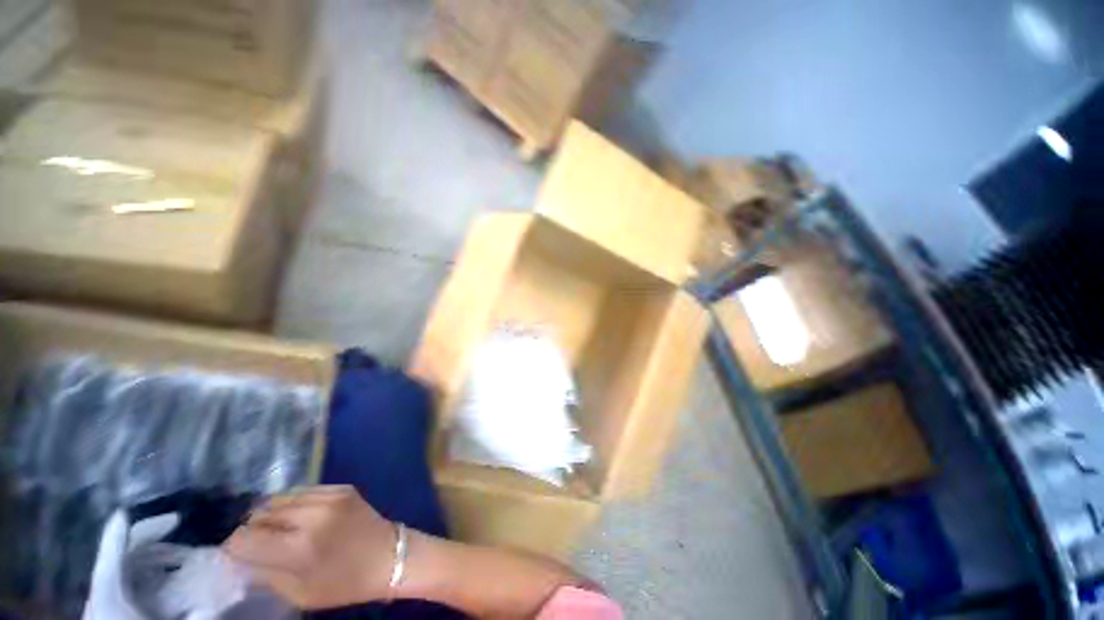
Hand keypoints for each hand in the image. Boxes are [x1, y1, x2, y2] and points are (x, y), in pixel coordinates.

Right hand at [224, 485, 397, 608]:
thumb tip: (239, 558)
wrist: (389, 556)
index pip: (245, 538)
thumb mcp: (298, 593)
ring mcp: (329, 496)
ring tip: (275, 529)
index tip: (235, 554)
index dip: (233, 546)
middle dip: (250, 528)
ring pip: (279, 498)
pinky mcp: (342, 487)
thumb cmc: (344, 584)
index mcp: (299, 547)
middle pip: (260, 513)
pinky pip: (304, 491)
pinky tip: (298, 517)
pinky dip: (293, 503)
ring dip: (270, 514)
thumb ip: (265, 573)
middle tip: (255, 542)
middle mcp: (312, 515)